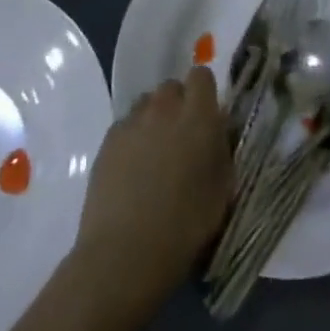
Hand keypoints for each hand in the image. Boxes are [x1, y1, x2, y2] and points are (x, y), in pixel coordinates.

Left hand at [70, 66, 230, 322]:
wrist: (124, 254)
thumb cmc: (184, 227)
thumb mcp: (221, 191)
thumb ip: (221, 151)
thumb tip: (217, 133)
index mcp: (198, 116)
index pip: (202, 76)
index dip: (204, 93)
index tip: (206, 117)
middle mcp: (165, 108)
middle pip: (172, 87)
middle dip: (178, 105)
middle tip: (182, 138)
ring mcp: (132, 122)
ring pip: (147, 104)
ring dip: (154, 119)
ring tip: (154, 154)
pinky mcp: (108, 140)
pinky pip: (126, 125)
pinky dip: (132, 137)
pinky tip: (132, 169)